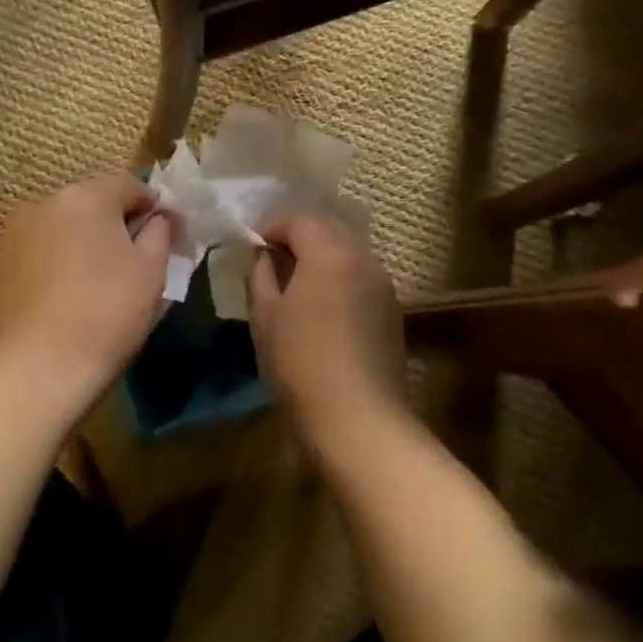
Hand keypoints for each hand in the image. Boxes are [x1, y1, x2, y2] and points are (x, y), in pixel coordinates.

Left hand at [0, 173, 174, 403]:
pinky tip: (68, 293)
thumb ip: (160, 231)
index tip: (168, 234)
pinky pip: (41, 249)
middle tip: (136, 259)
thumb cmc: (107, 311)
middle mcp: (45, 202)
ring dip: (84, 240)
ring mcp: (16, 232)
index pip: (129, 185)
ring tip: (99, 279)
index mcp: (86, 195)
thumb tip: (157, 218)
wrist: (40, 367)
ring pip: (64, 226)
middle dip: (115, 223)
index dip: (153, 206)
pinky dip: (58, 260)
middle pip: (93, 202)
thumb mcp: (151, 269)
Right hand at [248, 213, 407, 453]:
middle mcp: (363, 257)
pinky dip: (337, 277)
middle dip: (297, 237)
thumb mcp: (265, 316)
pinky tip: (320, 306)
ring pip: (346, 252)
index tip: (250, 247)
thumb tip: (264, 256)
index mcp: (330, 251)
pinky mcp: (392, 311)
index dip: (271, 228)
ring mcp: (383, 284)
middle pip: (327, 229)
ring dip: (319, 257)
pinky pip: (359, 277)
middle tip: (270, 261)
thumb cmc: (301, 363)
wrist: (360, 422)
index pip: (298, 219)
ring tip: (293, 284)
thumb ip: (261, 275)